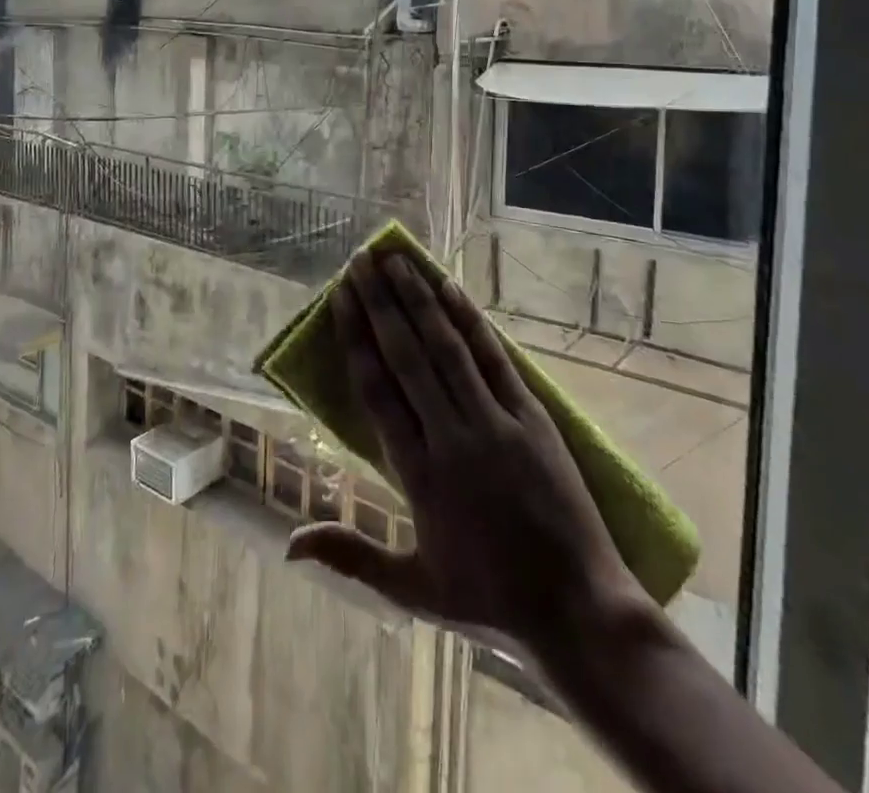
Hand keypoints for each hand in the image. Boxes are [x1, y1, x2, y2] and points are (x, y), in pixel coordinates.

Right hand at [287, 245, 657, 658]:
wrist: (579, 609)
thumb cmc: (490, 598)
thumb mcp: (414, 588)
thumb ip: (351, 556)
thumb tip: (289, 543)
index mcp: (420, 476)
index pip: (378, 391)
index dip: (356, 338)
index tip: (340, 297)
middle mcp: (453, 437)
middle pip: (408, 357)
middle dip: (380, 303)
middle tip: (360, 260)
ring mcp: (496, 422)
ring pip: (447, 348)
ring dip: (419, 299)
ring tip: (396, 260)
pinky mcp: (533, 415)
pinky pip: (495, 359)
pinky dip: (471, 321)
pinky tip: (451, 288)